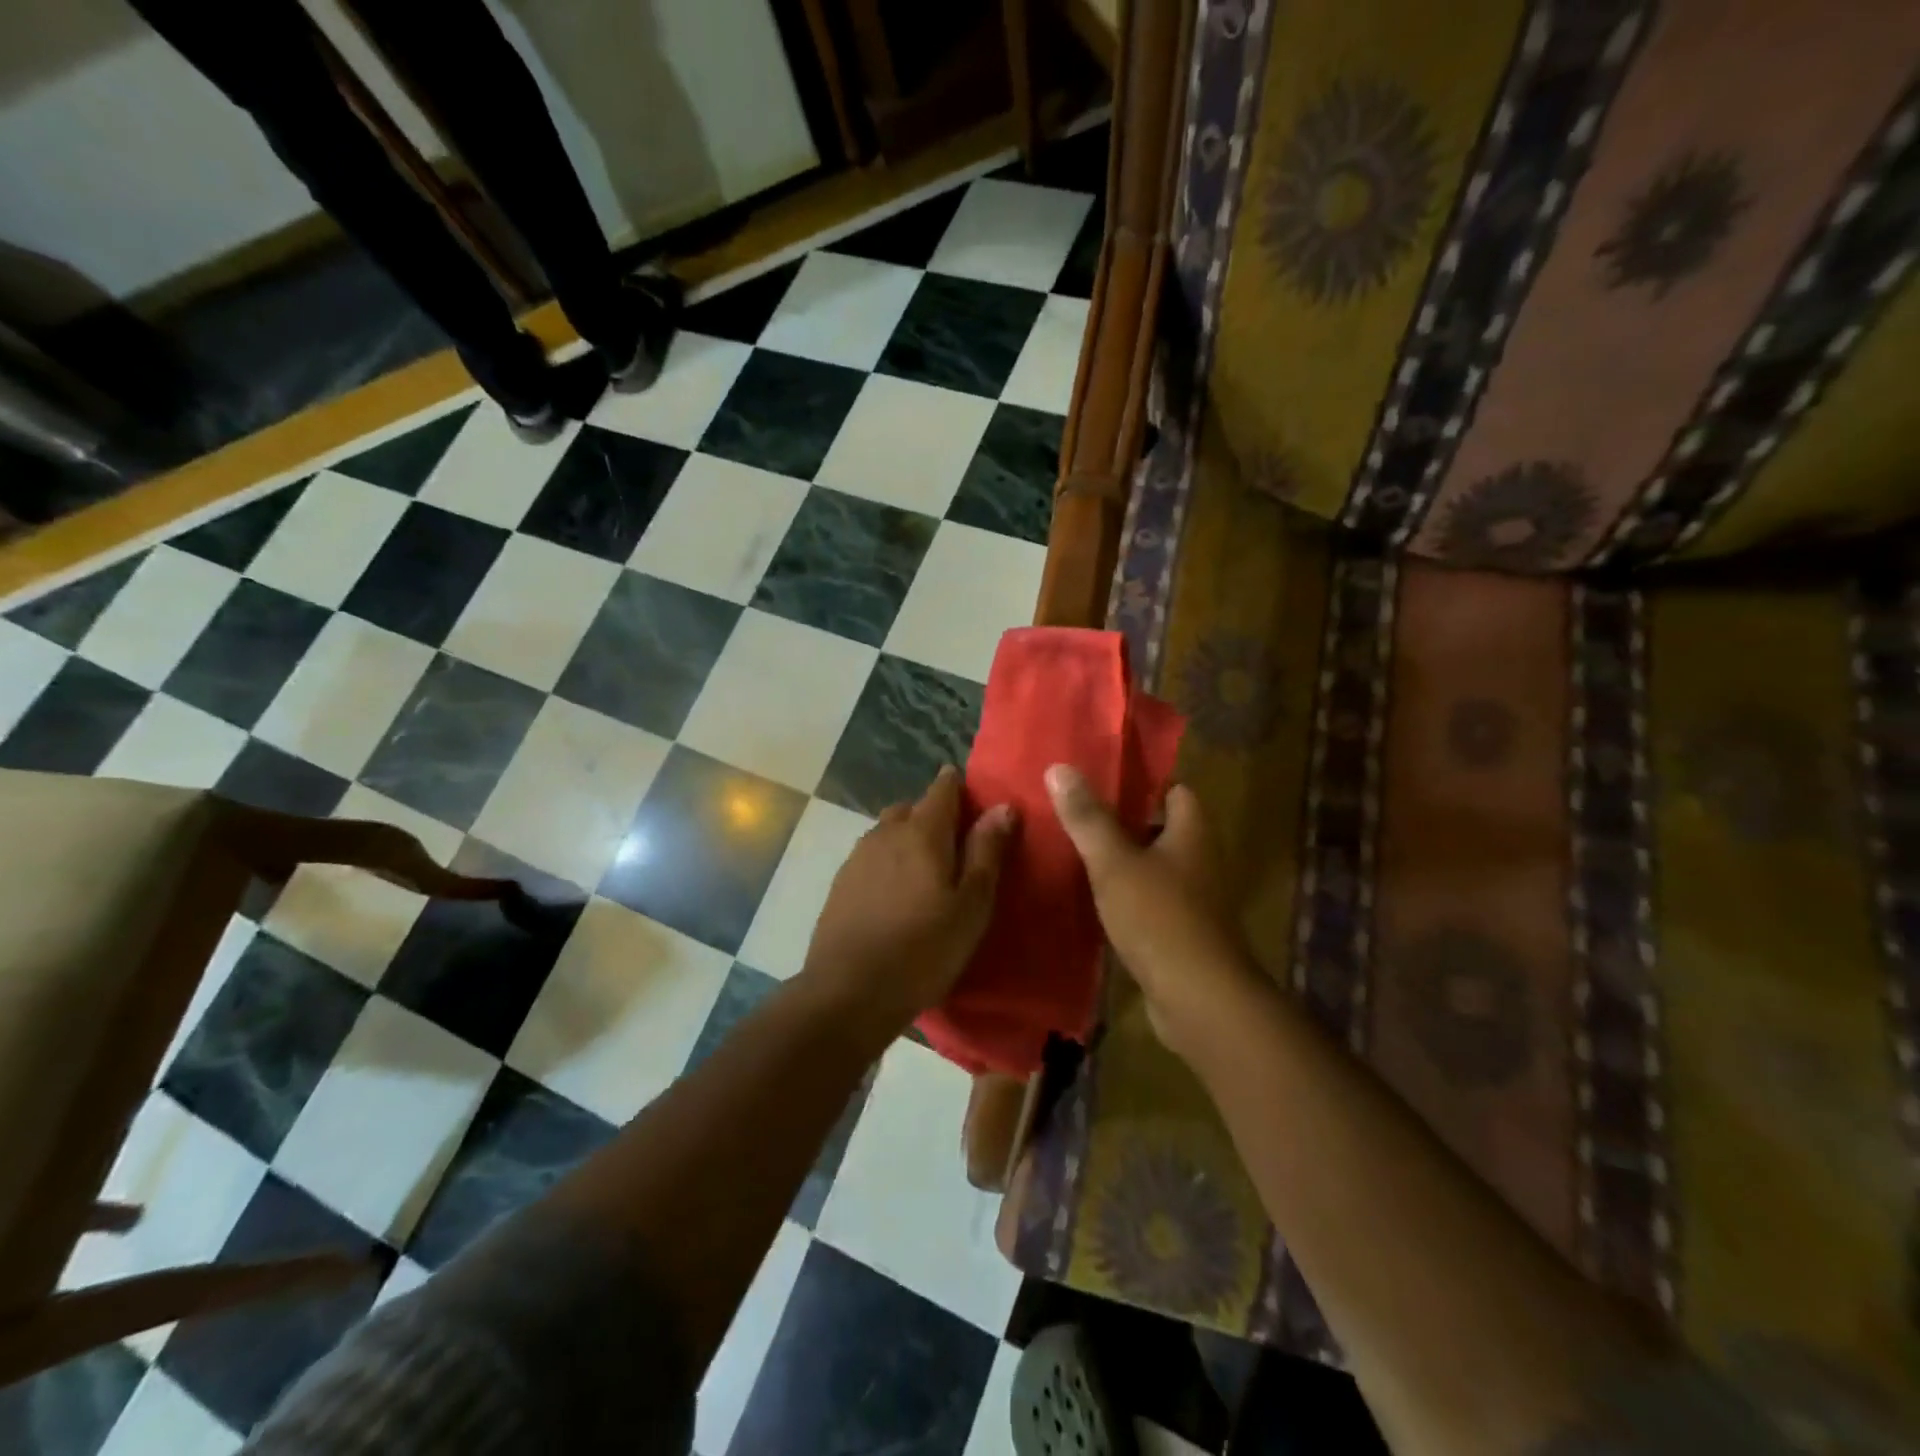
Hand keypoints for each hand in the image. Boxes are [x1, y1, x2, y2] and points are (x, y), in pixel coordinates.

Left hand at [801, 766, 1014, 1043]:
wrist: (849, 992)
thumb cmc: (924, 949)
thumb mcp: (971, 905)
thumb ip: (986, 852)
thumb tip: (1002, 806)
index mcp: (922, 832)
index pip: (942, 789)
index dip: (958, 786)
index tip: (974, 798)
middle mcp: (885, 833)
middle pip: (912, 808)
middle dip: (933, 815)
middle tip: (956, 844)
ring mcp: (857, 857)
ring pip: (888, 832)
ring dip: (908, 838)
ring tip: (927, 871)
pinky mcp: (841, 883)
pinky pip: (871, 856)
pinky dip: (888, 861)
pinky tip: (896, 893)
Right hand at [1045, 764, 1262, 1059]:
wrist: (1198, 999)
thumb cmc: (1159, 917)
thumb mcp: (1114, 862)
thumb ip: (1087, 817)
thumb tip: (1059, 767)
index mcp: (1193, 831)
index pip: (1174, 789)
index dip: (1140, 782)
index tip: (1099, 778)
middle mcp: (1200, 859)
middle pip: (1161, 827)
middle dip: (1123, 821)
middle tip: (1076, 813)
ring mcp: (1195, 898)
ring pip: (1154, 865)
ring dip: (1122, 860)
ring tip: (1074, 850)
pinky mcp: (1183, 931)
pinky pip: (1151, 900)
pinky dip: (1126, 895)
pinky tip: (1092, 898)